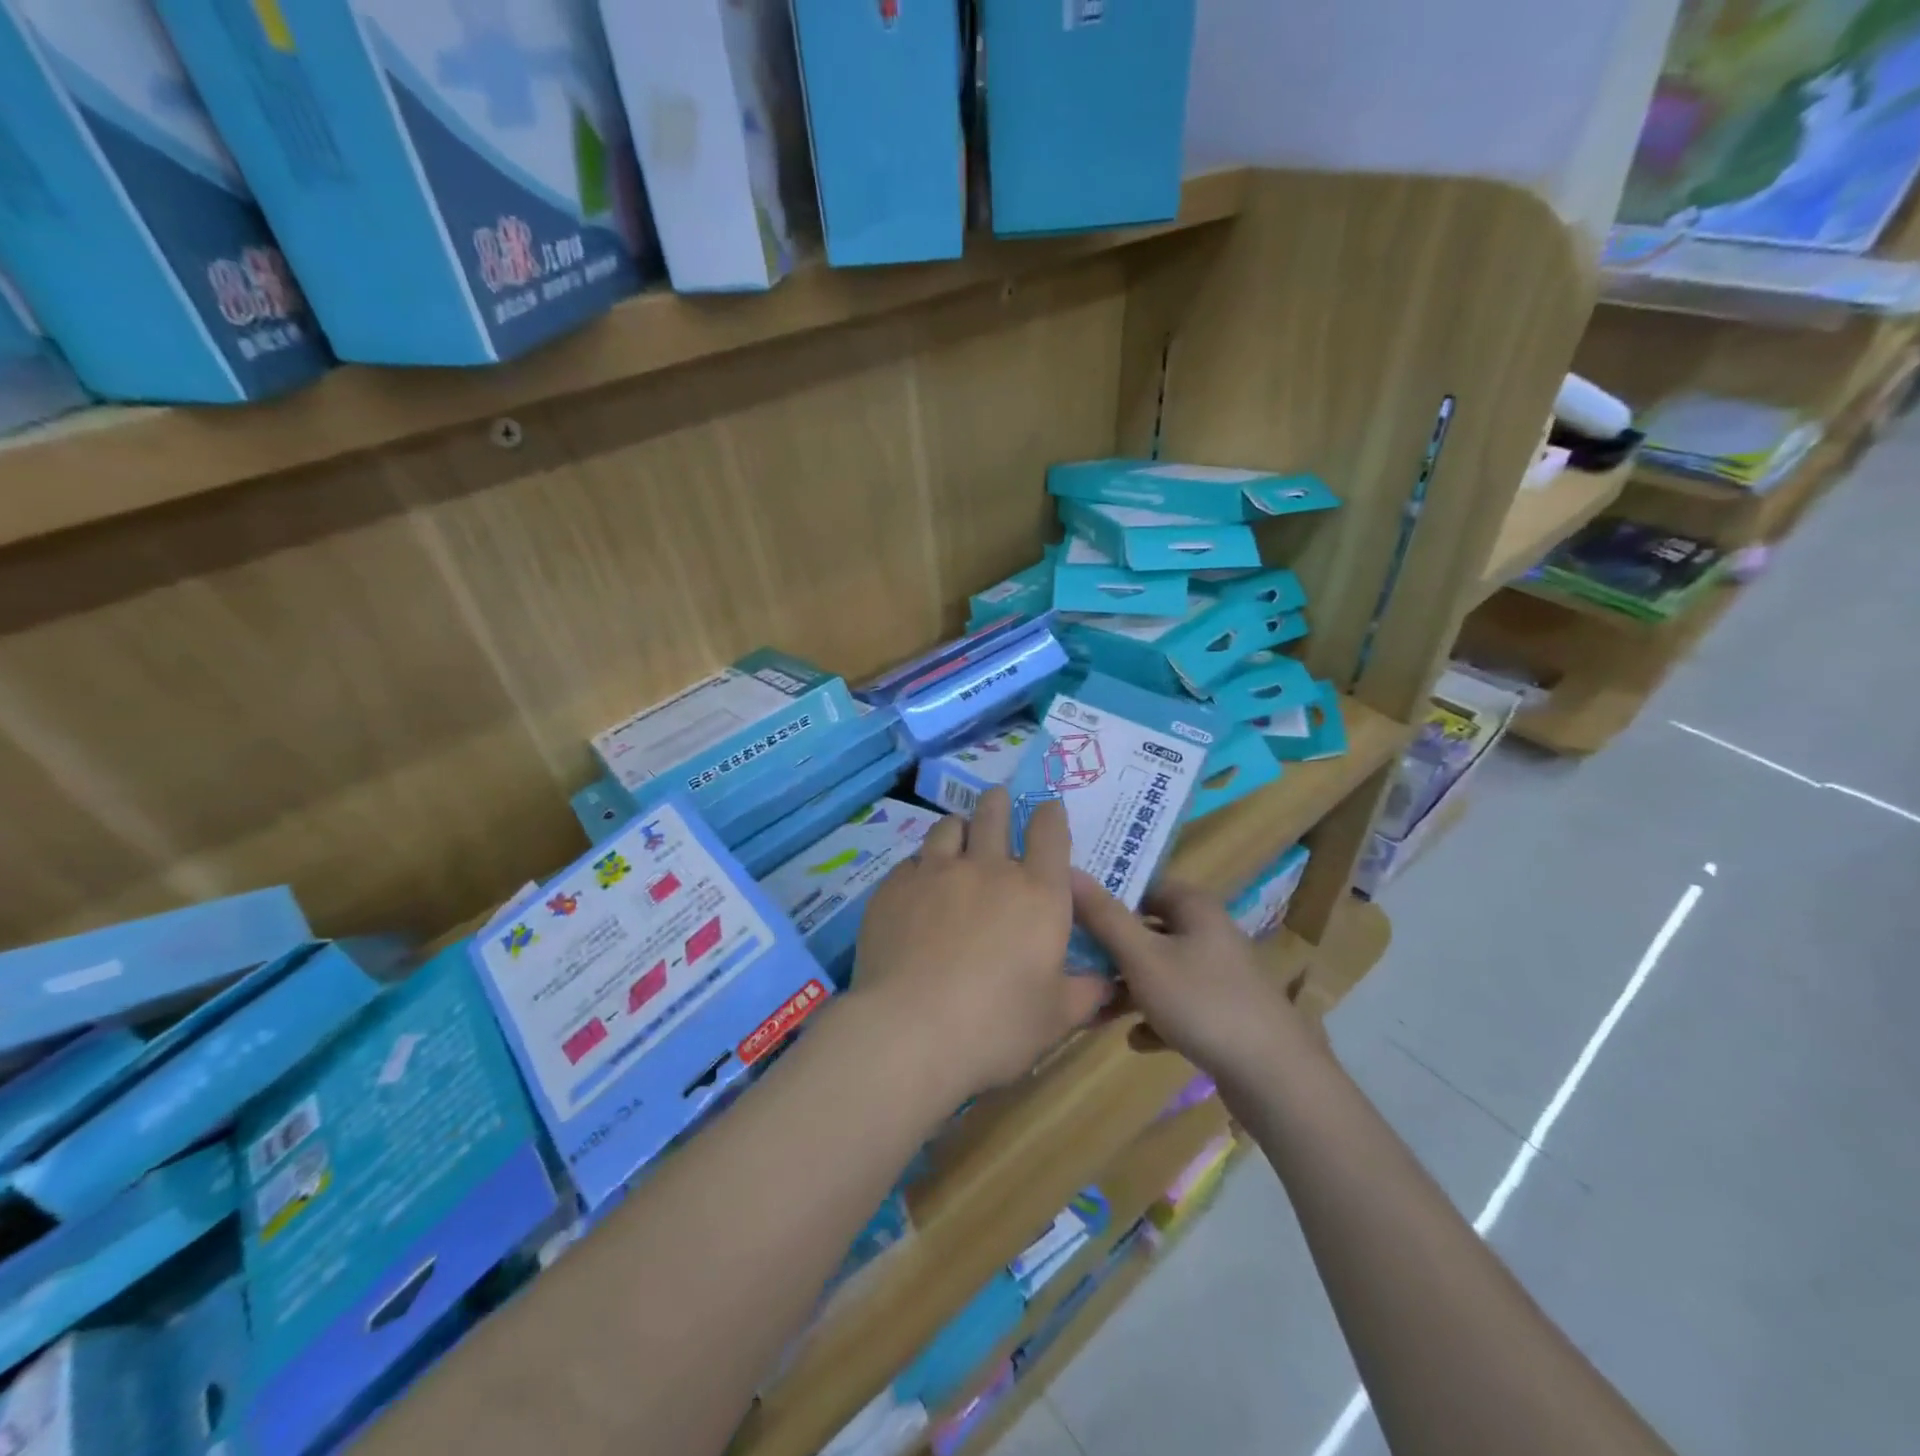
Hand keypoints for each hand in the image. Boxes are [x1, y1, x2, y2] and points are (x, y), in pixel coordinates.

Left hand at [851, 789, 1107, 1102]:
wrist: (909, 1031)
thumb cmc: (996, 1026)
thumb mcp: (1057, 1017)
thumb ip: (1087, 992)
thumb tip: (1111, 982)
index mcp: (1037, 893)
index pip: (1050, 832)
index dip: (1050, 814)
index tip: (1048, 809)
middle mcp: (987, 869)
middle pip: (994, 813)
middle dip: (999, 803)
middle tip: (998, 801)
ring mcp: (935, 872)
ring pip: (948, 827)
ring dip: (959, 827)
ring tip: (958, 836)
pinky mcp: (894, 887)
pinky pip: (911, 861)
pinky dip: (921, 865)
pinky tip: (918, 884)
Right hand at [1070, 874, 1309, 1077]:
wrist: (1274, 1076)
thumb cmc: (1202, 1002)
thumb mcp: (1142, 957)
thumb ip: (1104, 916)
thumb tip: (1069, 871)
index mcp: (1195, 907)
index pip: (1142, 886)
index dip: (1106, 897)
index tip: (1070, 914)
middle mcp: (1209, 932)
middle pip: (1149, 930)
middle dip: (1111, 951)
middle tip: (1074, 965)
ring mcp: (1220, 974)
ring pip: (1161, 971)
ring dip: (1128, 988)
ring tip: (1095, 1011)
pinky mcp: (1225, 1012)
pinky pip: (1179, 1005)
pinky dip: (1157, 1018)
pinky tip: (1138, 1041)